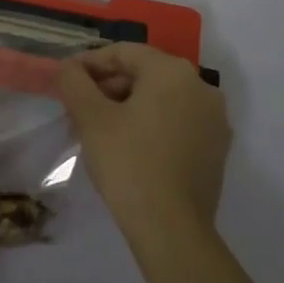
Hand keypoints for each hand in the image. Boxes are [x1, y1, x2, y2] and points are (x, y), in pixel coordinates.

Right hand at [58, 43, 231, 245]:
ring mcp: (214, 119)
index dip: (90, 63)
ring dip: (128, 106)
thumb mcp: (90, 118)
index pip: (124, 53)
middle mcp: (201, 87)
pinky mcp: (217, 149)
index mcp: (172, 72)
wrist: (172, 229)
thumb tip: (69, 67)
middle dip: (109, 86)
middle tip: (79, 108)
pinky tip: (129, 147)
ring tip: (100, 129)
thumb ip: (74, 82)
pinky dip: (152, 125)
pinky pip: (178, 122)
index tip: (66, 80)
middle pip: (145, 74)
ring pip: (162, 99)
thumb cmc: (128, 163)